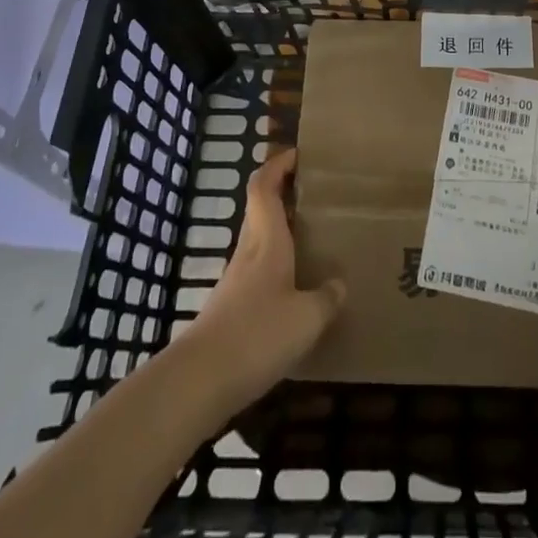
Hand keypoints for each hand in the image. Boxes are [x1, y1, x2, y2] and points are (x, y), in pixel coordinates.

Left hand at [182, 147, 345, 414]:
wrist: (198, 383)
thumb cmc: (257, 335)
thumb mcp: (306, 318)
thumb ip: (326, 298)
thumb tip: (339, 284)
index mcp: (266, 239)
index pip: (264, 186)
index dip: (278, 164)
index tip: (299, 154)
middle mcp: (249, 252)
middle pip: (260, 209)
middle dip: (284, 195)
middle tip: (316, 195)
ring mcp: (236, 281)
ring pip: (259, 241)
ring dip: (281, 232)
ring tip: (314, 240)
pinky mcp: (230, 310)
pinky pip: (257, 274)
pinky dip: (276, 269)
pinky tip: (296, 291)